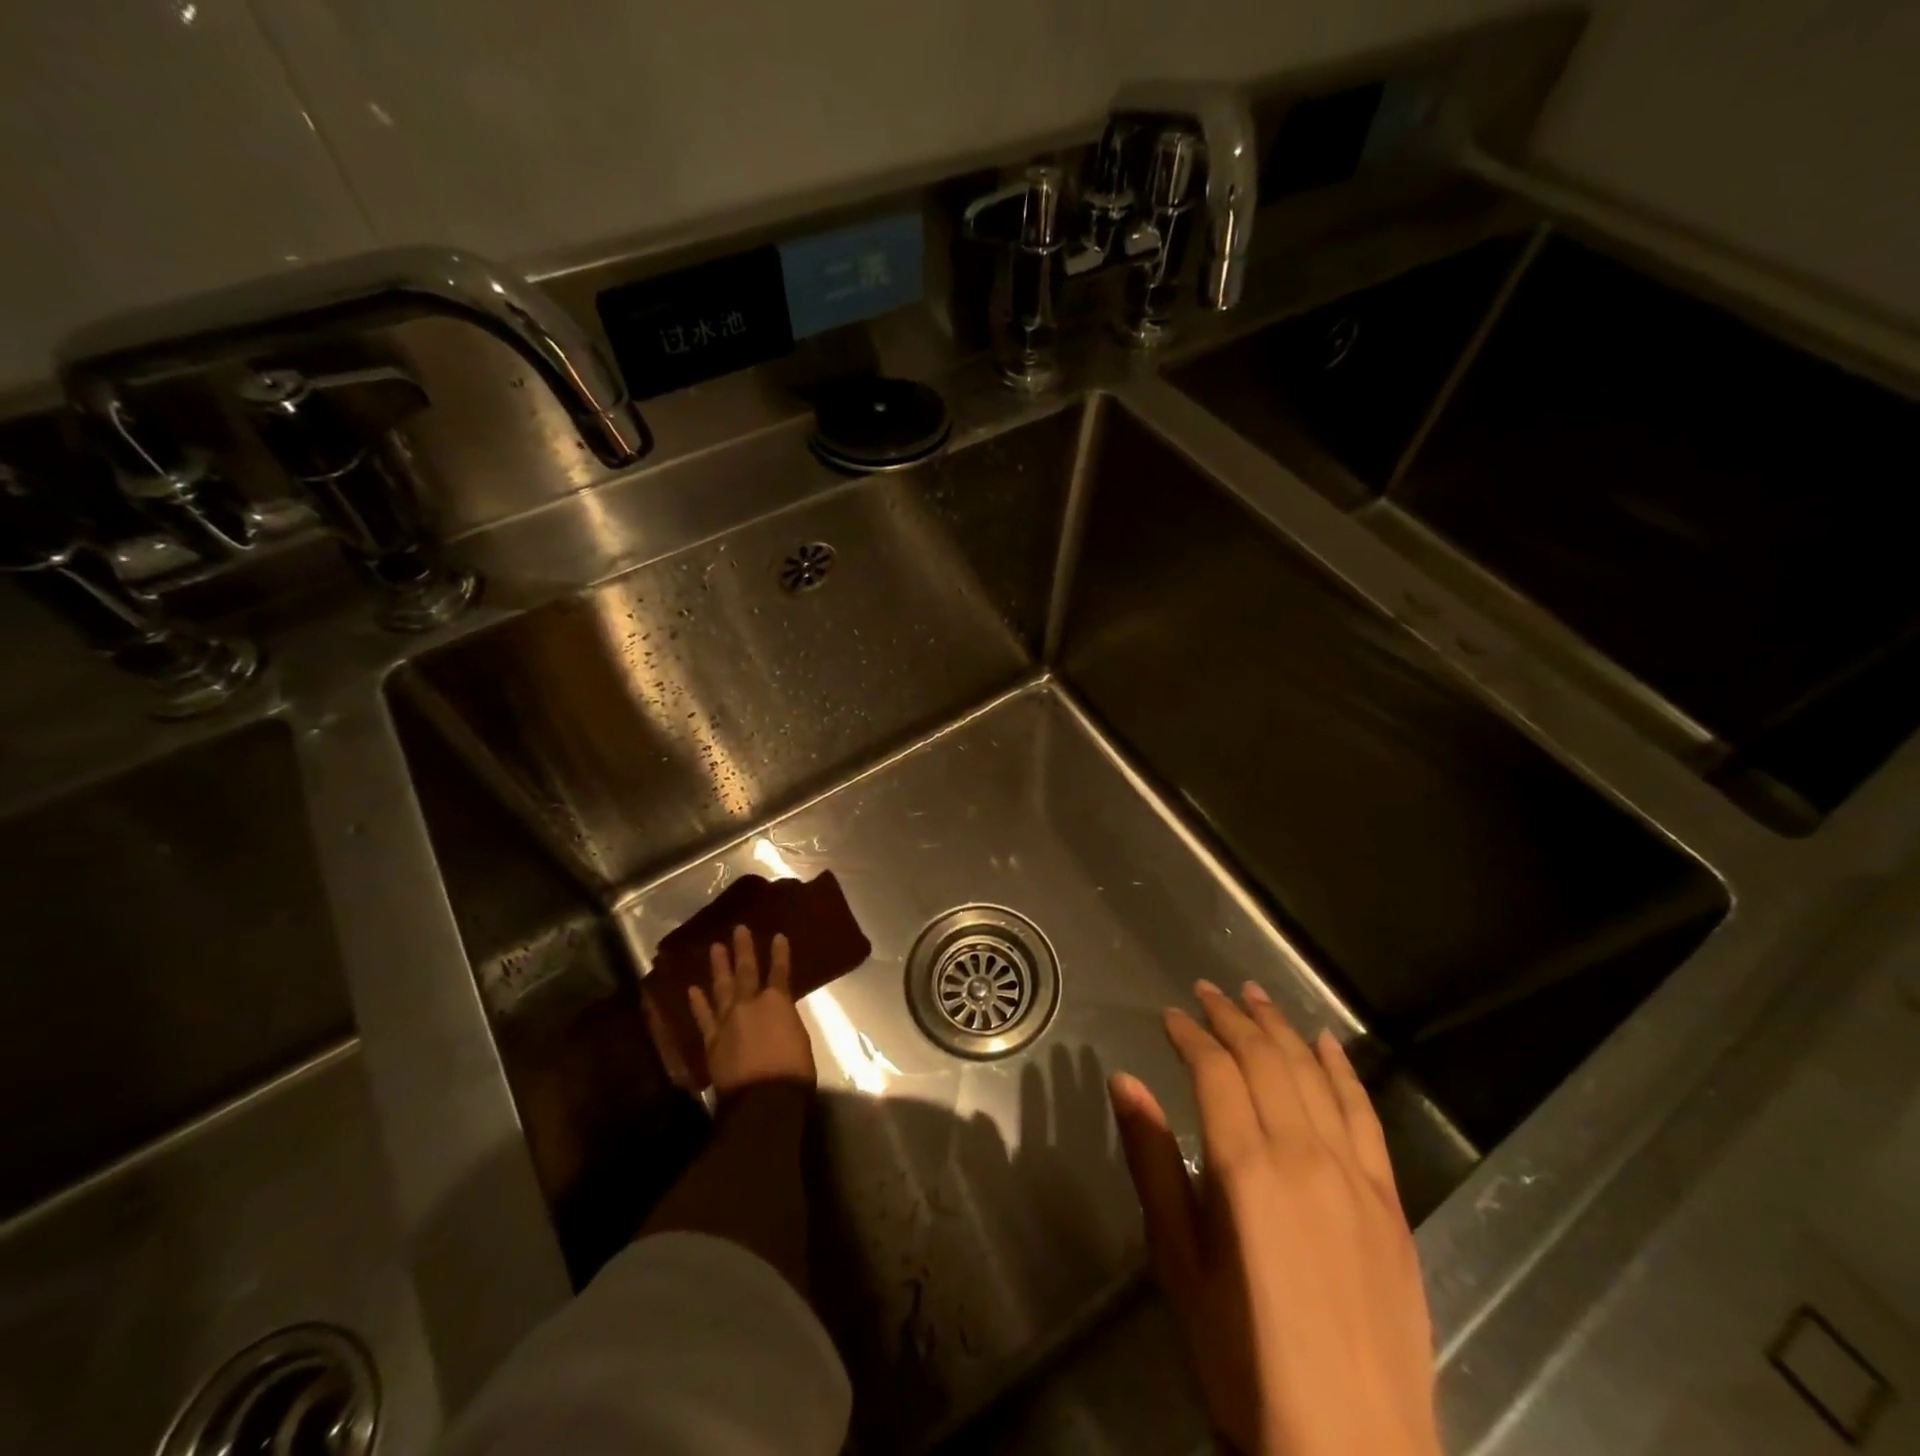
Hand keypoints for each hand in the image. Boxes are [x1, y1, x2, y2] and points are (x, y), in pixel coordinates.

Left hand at [688, 926, 815, 1099]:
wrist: (763, 1099)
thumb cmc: (793, 1070)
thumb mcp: (799, 1038)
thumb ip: (785, 1020)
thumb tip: (778, 1016)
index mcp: (778, 1002)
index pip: (780, 971)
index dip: (780, 953)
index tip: (778, 936)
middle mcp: (750, 1004)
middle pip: (746, 971)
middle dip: (744, 949)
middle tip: (739, 929)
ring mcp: (728, 1020)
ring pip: (722, 987)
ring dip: (719, 966)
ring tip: (715, 947)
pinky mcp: (712, 1040)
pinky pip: (704, 1017)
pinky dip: (698, 1002)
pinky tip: (693, 989)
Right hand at [1108, 980, 1439, 1455]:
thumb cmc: (1243, 1363)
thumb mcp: (1178, 1264)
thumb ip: (1153, 1164)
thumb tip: (1123, 1082)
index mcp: (1247, 1170)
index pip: (1215, 1072)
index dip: (1190, 1036)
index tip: (1169, 1015)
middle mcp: (1305, 1156)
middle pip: (1265, 1060)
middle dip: (1232, 1018)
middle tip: (1207, 992)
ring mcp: (1356, 1177)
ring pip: (1314, 1075)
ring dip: (1282, 1029)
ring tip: (1256, 996)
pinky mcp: (1392, 1203)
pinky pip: (1366, 1116)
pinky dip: (1342, 1071)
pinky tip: (1327, 1044)